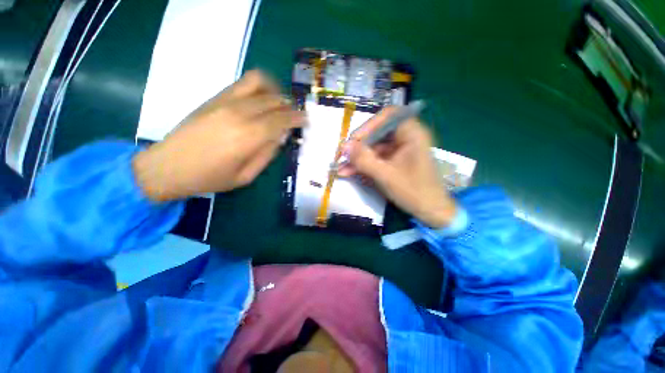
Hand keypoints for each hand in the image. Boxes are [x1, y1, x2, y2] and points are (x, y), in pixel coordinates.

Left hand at [133, 70, 304, 201]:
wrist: (168, 166)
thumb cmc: (210, 178)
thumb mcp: (246, 176)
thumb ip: (267, 155)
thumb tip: (280, 137)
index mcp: (249, 137)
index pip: (282, 119)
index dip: (297, 118)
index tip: (306, 119)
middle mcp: (239, 113)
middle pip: (274, 100)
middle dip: (289, 106)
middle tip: (294, 116)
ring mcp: (225, 101)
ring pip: (259, 82)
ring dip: (275, 90)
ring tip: (280, 103)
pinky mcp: (215, 98)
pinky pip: (242, 83)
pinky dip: (259, 87)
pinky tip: (261, 99)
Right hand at [338, 108, 457, 227]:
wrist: (431, 211)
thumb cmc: (414, 191)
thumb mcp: (385, 175)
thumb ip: (364, 160)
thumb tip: (344, 146)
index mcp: (412, 133)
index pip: (387, 116)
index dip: (368, 126)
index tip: (354, 140)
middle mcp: (406, 137)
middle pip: (378, 133)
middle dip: (359, 146)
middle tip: (343, 156)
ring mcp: (400, 150)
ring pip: (374, 148)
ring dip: (358, 158)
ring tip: (342, 169)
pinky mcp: (396, 161)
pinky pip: (377, 158)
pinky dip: (365, 165)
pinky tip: (350, 172)